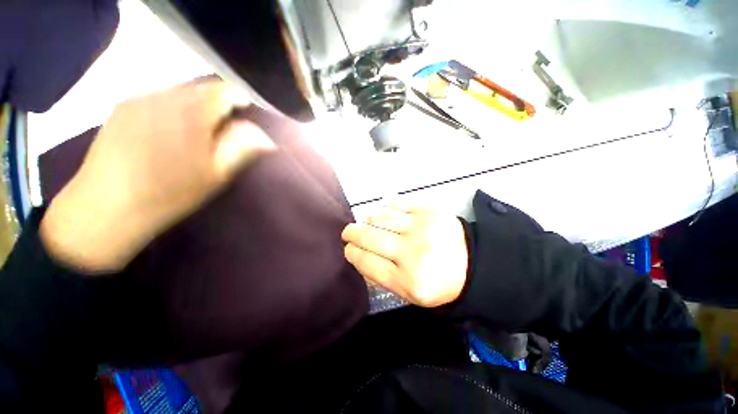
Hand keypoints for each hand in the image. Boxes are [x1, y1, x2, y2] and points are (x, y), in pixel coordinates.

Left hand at [41, 81, 275, 271]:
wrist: (106, 206)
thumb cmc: (170, 193)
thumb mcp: (216, 175)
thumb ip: (242, 148)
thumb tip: (267, 137)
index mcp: (192, 114)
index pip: (226, 90)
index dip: (242, 100)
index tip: (249, 117)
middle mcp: (165, 96)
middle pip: (203, 87)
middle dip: (220, 103)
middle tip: (226, 129)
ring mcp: (139, 98)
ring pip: (181, 90)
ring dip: (197, 105)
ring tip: (198, 130)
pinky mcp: (122, 106)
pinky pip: (159, 96)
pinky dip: (174, 106)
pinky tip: (170, 129)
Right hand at [341, 206, 468, 306]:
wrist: (472, 263)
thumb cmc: (439, 282)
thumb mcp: (410, 293)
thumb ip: (383, 277)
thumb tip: (361, 257)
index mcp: (407, 280)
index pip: (368, 261)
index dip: (353, 253)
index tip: (348, 248)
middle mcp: (412, 252)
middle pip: (371, 237)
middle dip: (353, 233)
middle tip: (348, 232)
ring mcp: (421, 228)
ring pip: (381, 218)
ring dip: (369, 220)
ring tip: (366, 222)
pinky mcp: (428, 212)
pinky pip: (398, 206)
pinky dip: (385, 209)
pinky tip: (382, 212)